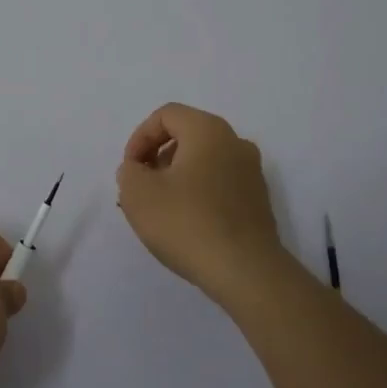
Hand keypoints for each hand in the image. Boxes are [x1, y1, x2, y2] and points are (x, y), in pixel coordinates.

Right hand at [117, 102, 291, 306]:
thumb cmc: (187, 223)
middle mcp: (235, 142)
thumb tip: (139, 169)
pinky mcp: (258, 201)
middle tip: (141, 187)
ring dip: (177, 176)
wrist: (246, 272)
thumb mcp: (138, 193)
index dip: (140, 137)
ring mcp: (251, 172)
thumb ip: (129, 171)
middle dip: (157, 157)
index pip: (166, 115)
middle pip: (187, 135)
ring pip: (204, 161)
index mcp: (208, 130)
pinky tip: (186, 224)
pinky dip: (198, 193)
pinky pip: (220, 184)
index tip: (130, 170)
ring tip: (160, 209)